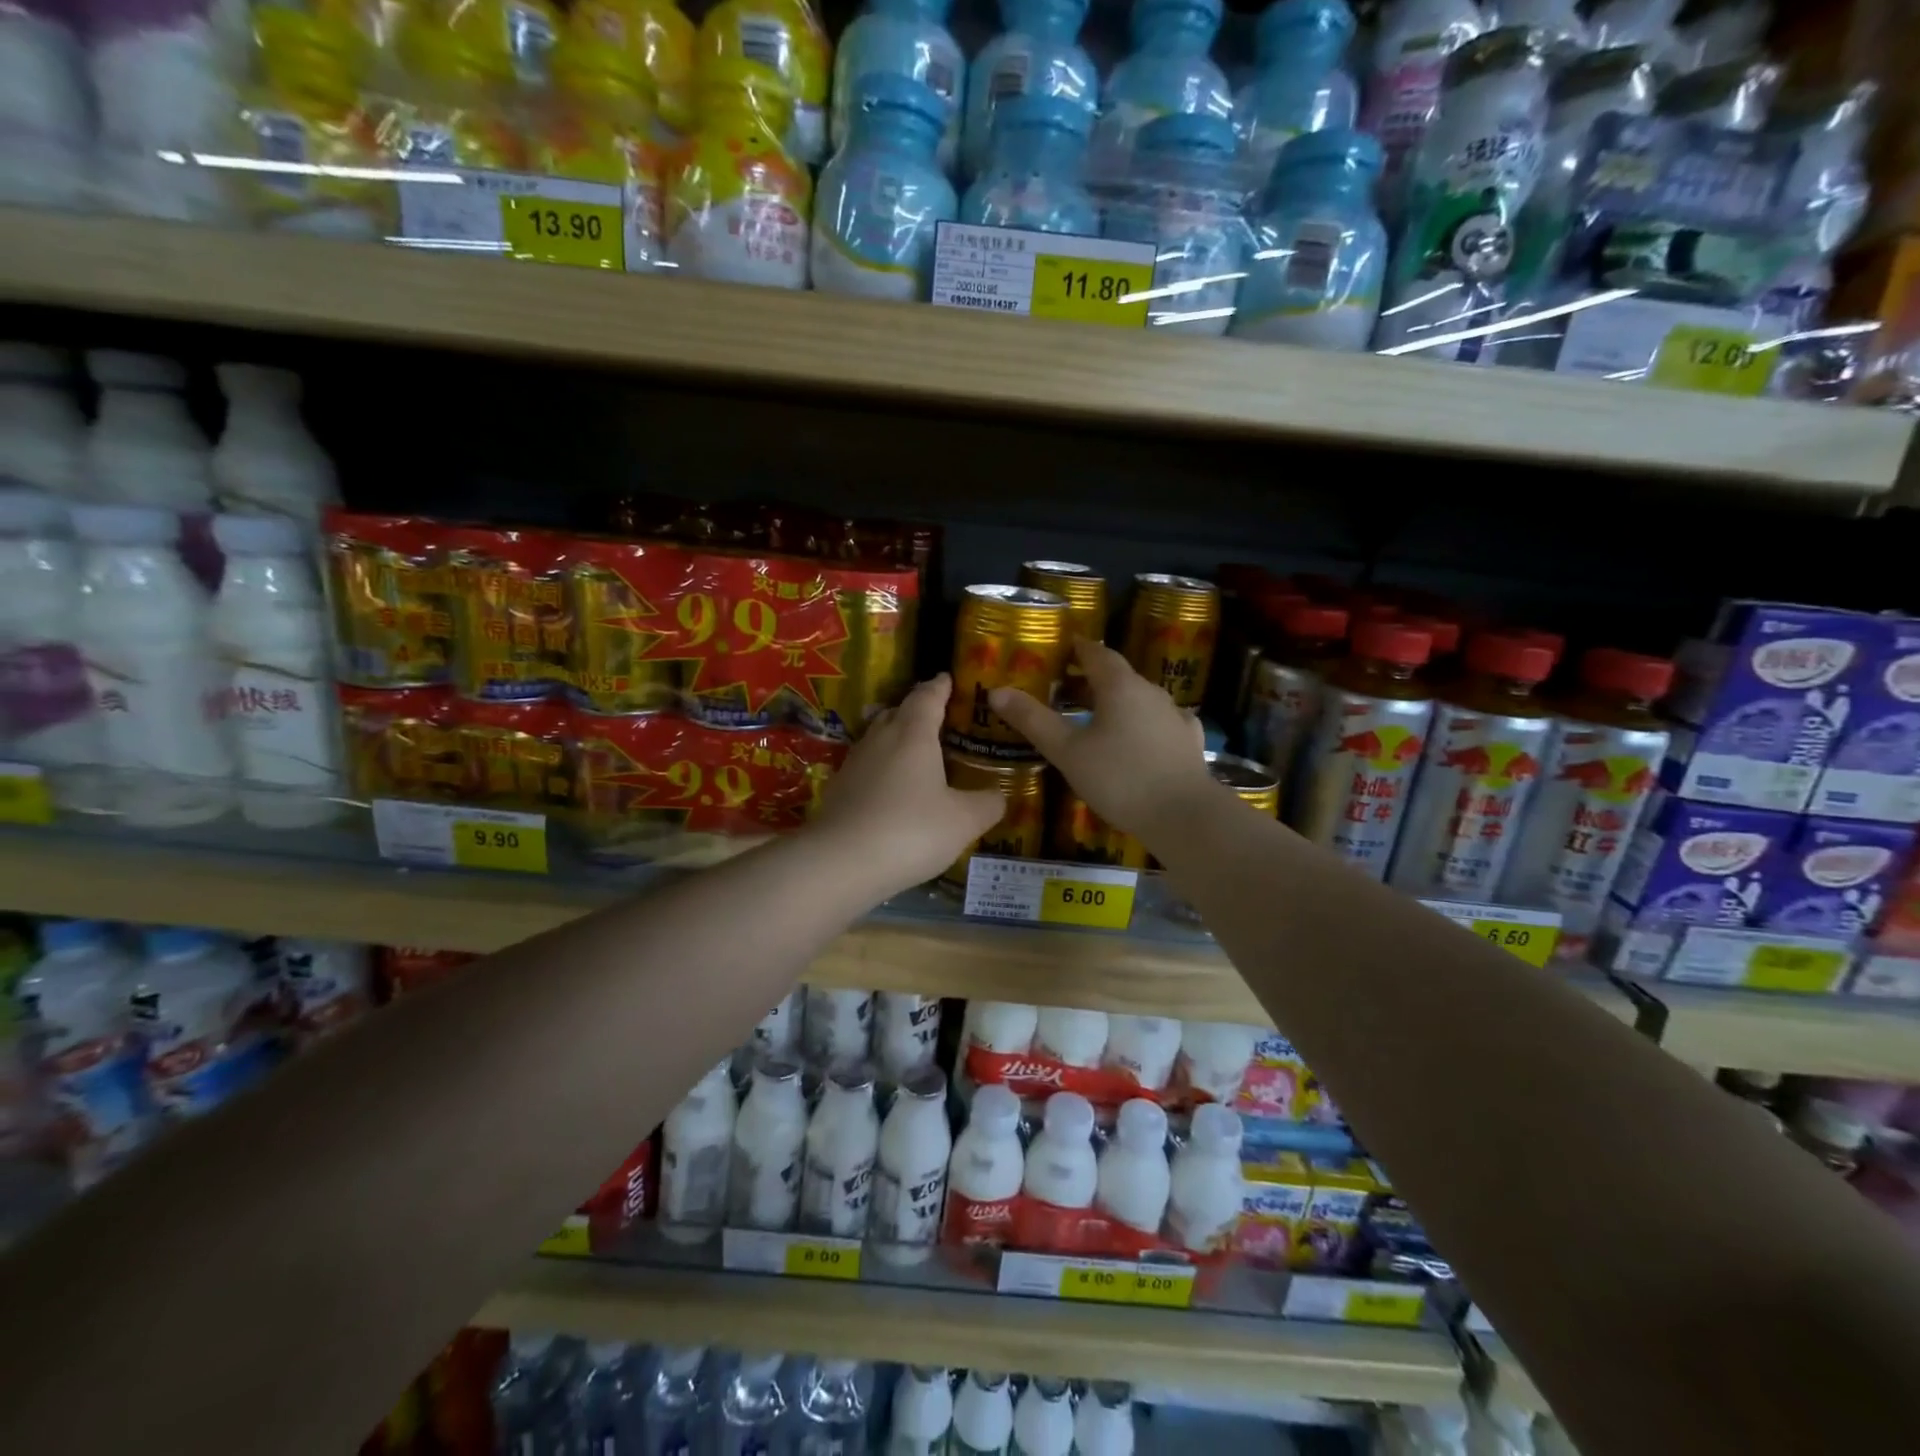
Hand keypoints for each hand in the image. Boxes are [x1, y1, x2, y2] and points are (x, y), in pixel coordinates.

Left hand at [809, 674, 1007, 895]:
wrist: (839, 862)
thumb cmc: (910, 831)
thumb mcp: (963, 821)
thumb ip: (987, 804)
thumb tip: (999, 795)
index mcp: (913, 734)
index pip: (927, 697)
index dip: (940, 687)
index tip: (947, 679)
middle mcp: (880, 739)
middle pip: (898, 712)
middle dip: (917, 710)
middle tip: (937, 717)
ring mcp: (854, 763)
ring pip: (878, 738)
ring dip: (897, 739)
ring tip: (916, 753)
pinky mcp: (838, 789)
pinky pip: (866, 767)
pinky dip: (882, 769)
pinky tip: (892, 790)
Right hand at [988, 640, 1213, 847]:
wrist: (1184, 816)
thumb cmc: (1119, 779)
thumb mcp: (1067, 751)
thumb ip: (1033, 720)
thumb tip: (996, 691)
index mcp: (1119, 686)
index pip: (1096, 653)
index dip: (1076, 649)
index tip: (1059, 650)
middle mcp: (1150, 692)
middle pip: (1118, 675)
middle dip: (1091, 678)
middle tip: (1064, 690)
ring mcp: (1174, 716)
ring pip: (1140, 698)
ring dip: (1117, 701)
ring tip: (1096, 717)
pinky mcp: (1189, 741)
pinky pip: (1162, 722)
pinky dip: (1144, 723)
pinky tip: (1142, 736)